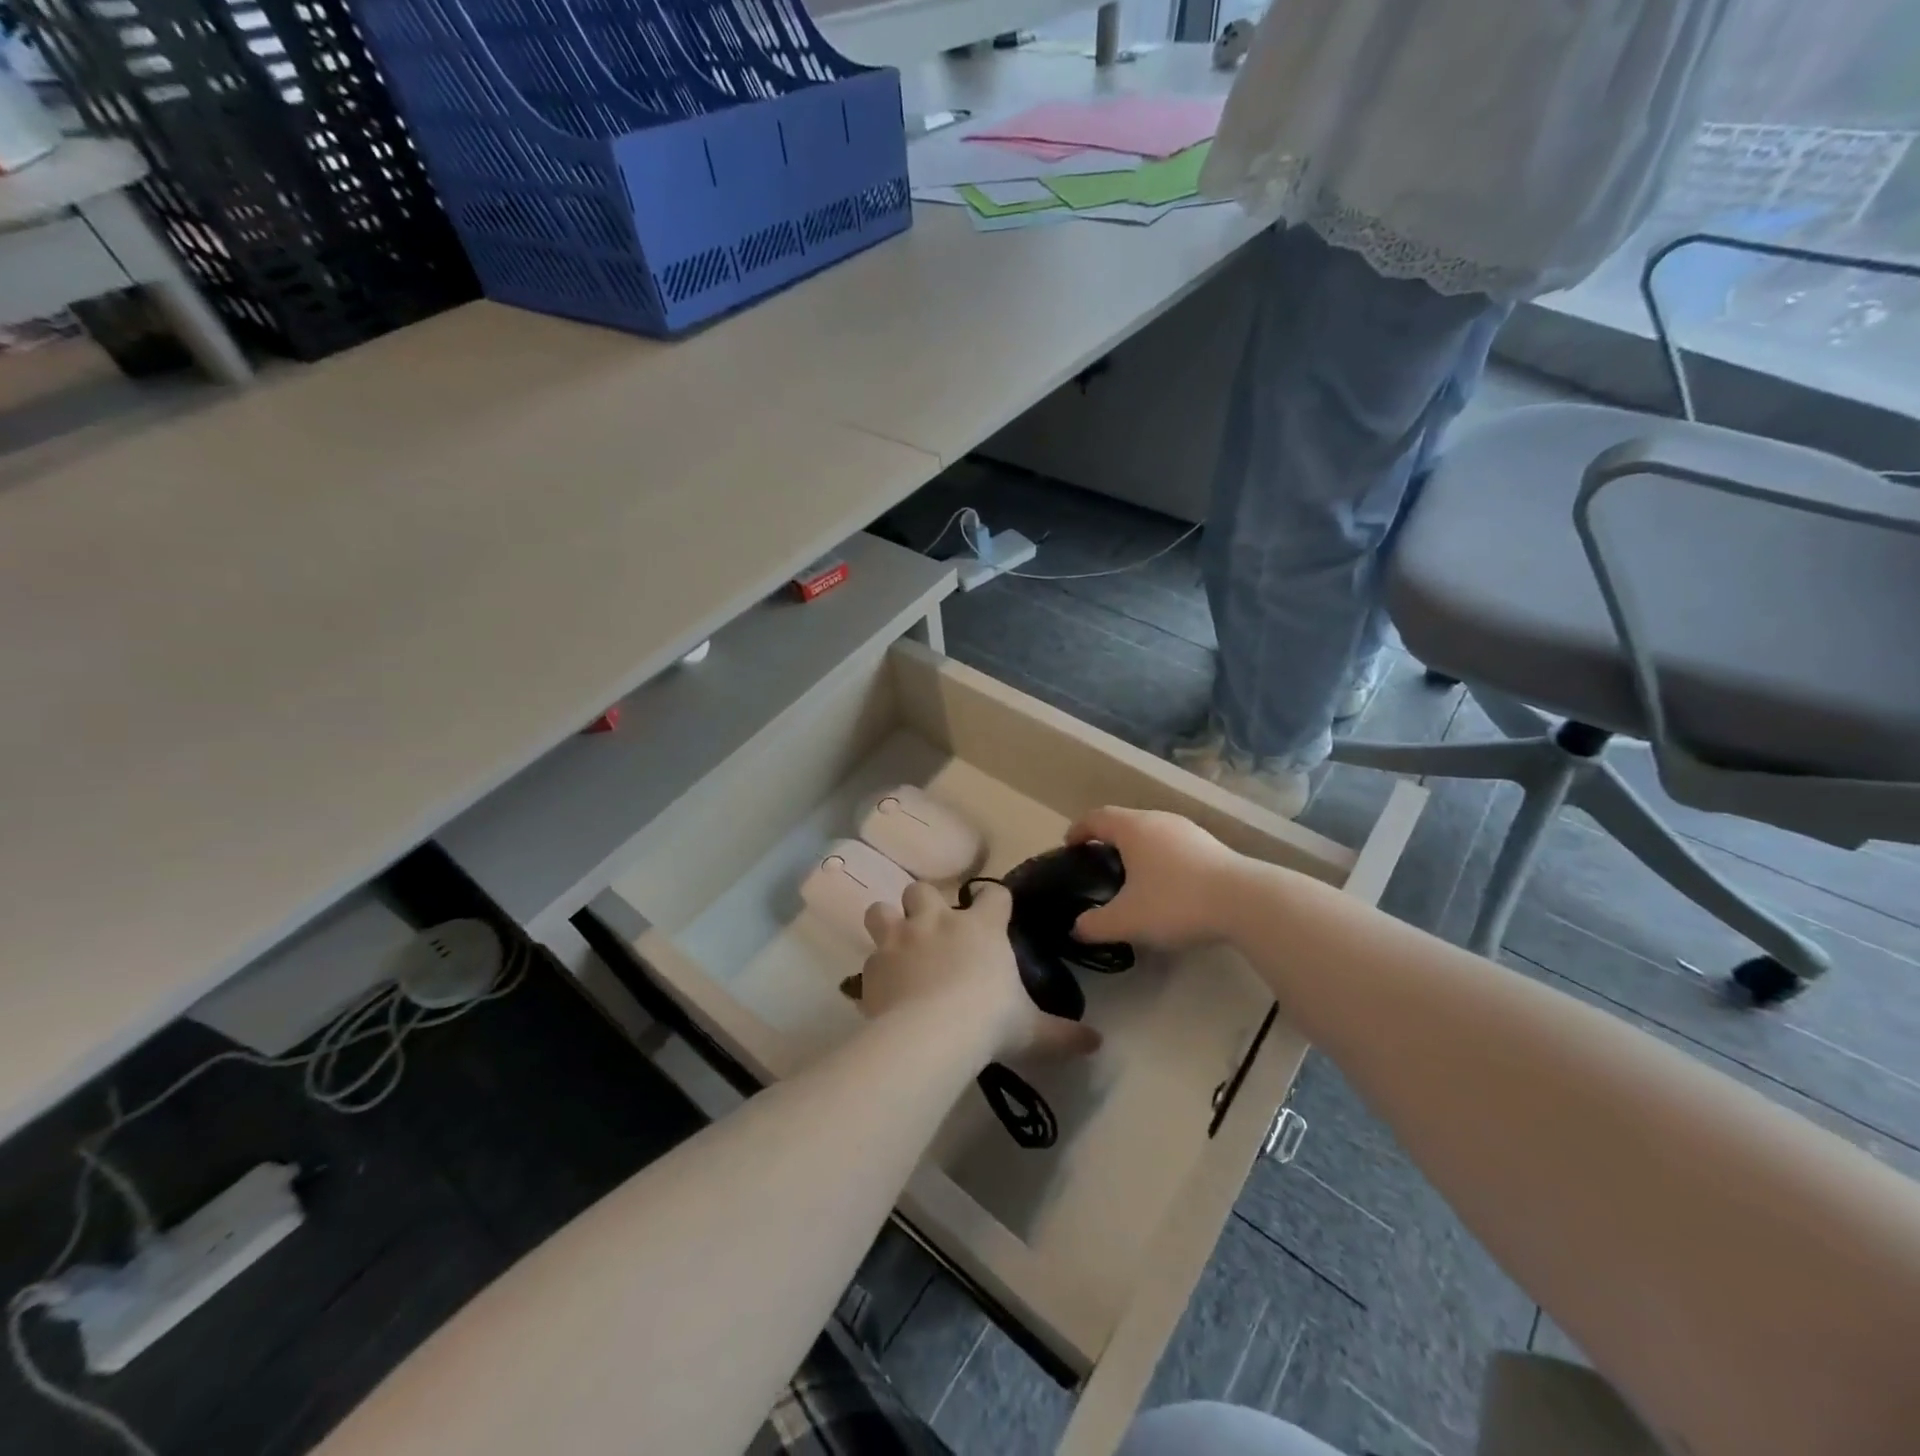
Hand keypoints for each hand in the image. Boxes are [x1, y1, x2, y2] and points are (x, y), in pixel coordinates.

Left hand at [862, 882, 1100, 1062]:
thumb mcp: (1033, 1030)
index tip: (995, 909)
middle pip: (923, 889)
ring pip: (881, 910)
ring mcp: (900, 939)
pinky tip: (881, 987)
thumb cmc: (989, 1021)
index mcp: (982, 928)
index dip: (994, 899)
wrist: (932, 1034)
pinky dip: (874, 968)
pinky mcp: (873, 964)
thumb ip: (1063, 1034)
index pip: (993, 894)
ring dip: (887, 922)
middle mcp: (938, 922)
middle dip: (924, 903)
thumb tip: (1097, 1044)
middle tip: (932, 929)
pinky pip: (867, 957)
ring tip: (895, 944)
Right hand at [1067, 807, 1245, 949]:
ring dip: (1136, 848)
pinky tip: (1165, 885)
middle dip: (1107, 839)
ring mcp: (1188, 830)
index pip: (1096, 818)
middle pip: (1124, 821)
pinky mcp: (1211, 846)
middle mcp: (1158, 820)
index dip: (1078, 829)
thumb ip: (1095, 924)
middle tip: (1097, 863)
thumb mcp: (1127, 920)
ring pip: (1151, 832)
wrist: (1246, 902)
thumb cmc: (1175, 902)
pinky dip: (1160, 858)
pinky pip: (1173, 845)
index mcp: (1133, 828)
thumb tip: (1076, 928)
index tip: (1068, 845)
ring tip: (1130, 875)